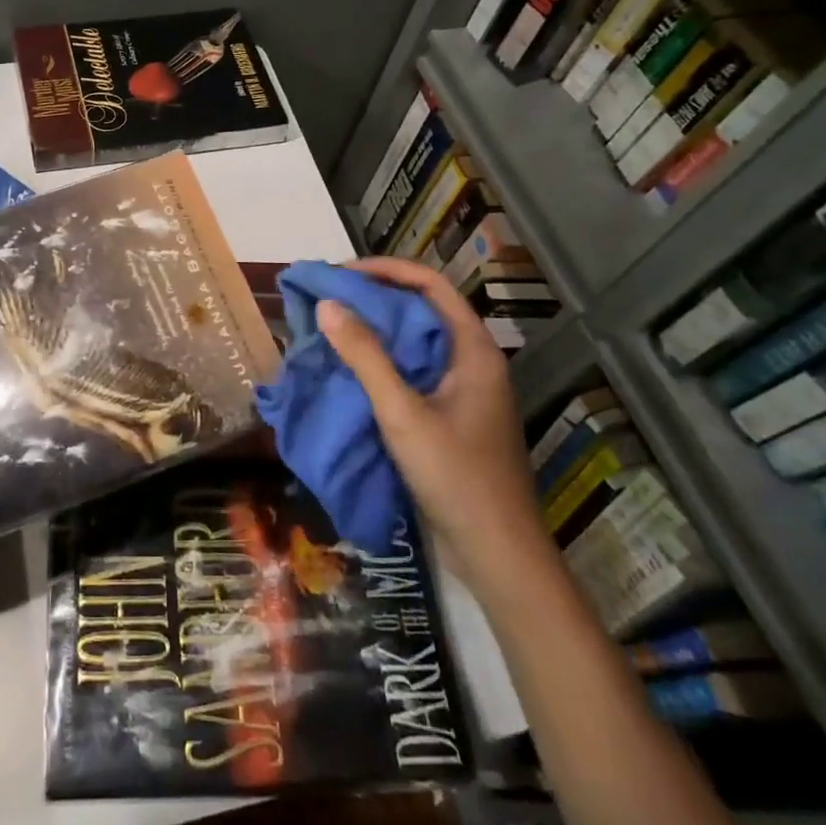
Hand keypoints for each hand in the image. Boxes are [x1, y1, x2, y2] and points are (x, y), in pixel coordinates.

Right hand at [315, 257, 555, 596]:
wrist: (497, 554)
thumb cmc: (455, 477)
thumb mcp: (402, 413)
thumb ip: (365, 357)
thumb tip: (327, 304)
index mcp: (473, 350)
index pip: (430, 284)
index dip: (384, 270)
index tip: (340, 274)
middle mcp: (472, 361)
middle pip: (423, 309)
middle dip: (375, 297)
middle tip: (329, 298)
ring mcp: (464, 390)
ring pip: (417, 341)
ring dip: (377, 329)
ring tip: (333, 327)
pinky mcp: (452, 415)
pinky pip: (414, 370)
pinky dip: (382, 360)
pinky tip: (352, 370)